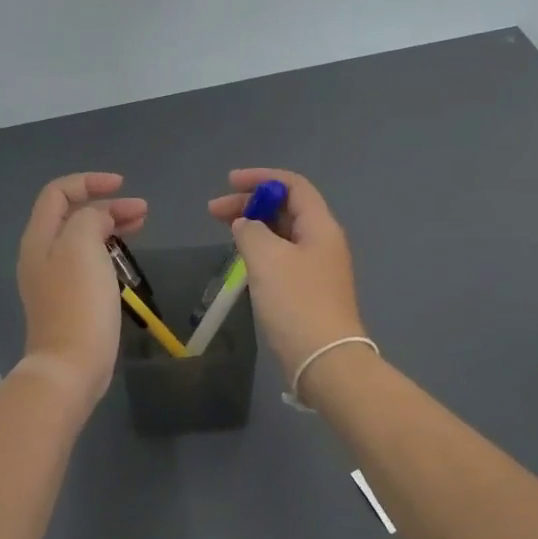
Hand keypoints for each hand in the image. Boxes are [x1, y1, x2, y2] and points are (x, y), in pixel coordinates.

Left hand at [17, 173, 147, 405]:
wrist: (70, 366)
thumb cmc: (78, 301)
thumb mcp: (82, 245)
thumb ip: (90, 218)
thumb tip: (100, 219)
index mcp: (39, 238)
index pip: (58, 192)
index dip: (89, 181)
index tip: (123, 185)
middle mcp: (41, 254)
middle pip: (71, 214)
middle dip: (106, 204)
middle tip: (141, 210)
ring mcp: (53, 279)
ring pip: (82, 237)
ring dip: (110, 225)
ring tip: (141, 225)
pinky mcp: (69, 299)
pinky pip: (87, 261)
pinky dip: (108, 249)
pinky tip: (126, 257)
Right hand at [208, 168, 365, 379]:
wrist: (324, 360)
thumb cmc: (296, 302)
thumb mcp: (267, 258)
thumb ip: (251, 231)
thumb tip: (245, 226)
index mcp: (320, 226)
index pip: (292, 185)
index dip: (261, 178)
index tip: (229, 183)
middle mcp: (322, 241)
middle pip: (286, 208)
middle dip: (250, 203)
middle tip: (214, 211)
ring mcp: (317, 267)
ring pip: (283, 233)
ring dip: (254, 226)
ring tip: (224, 231)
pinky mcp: (308, 290)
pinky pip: (282, 256)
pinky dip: (260, 249)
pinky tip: (242, 259)